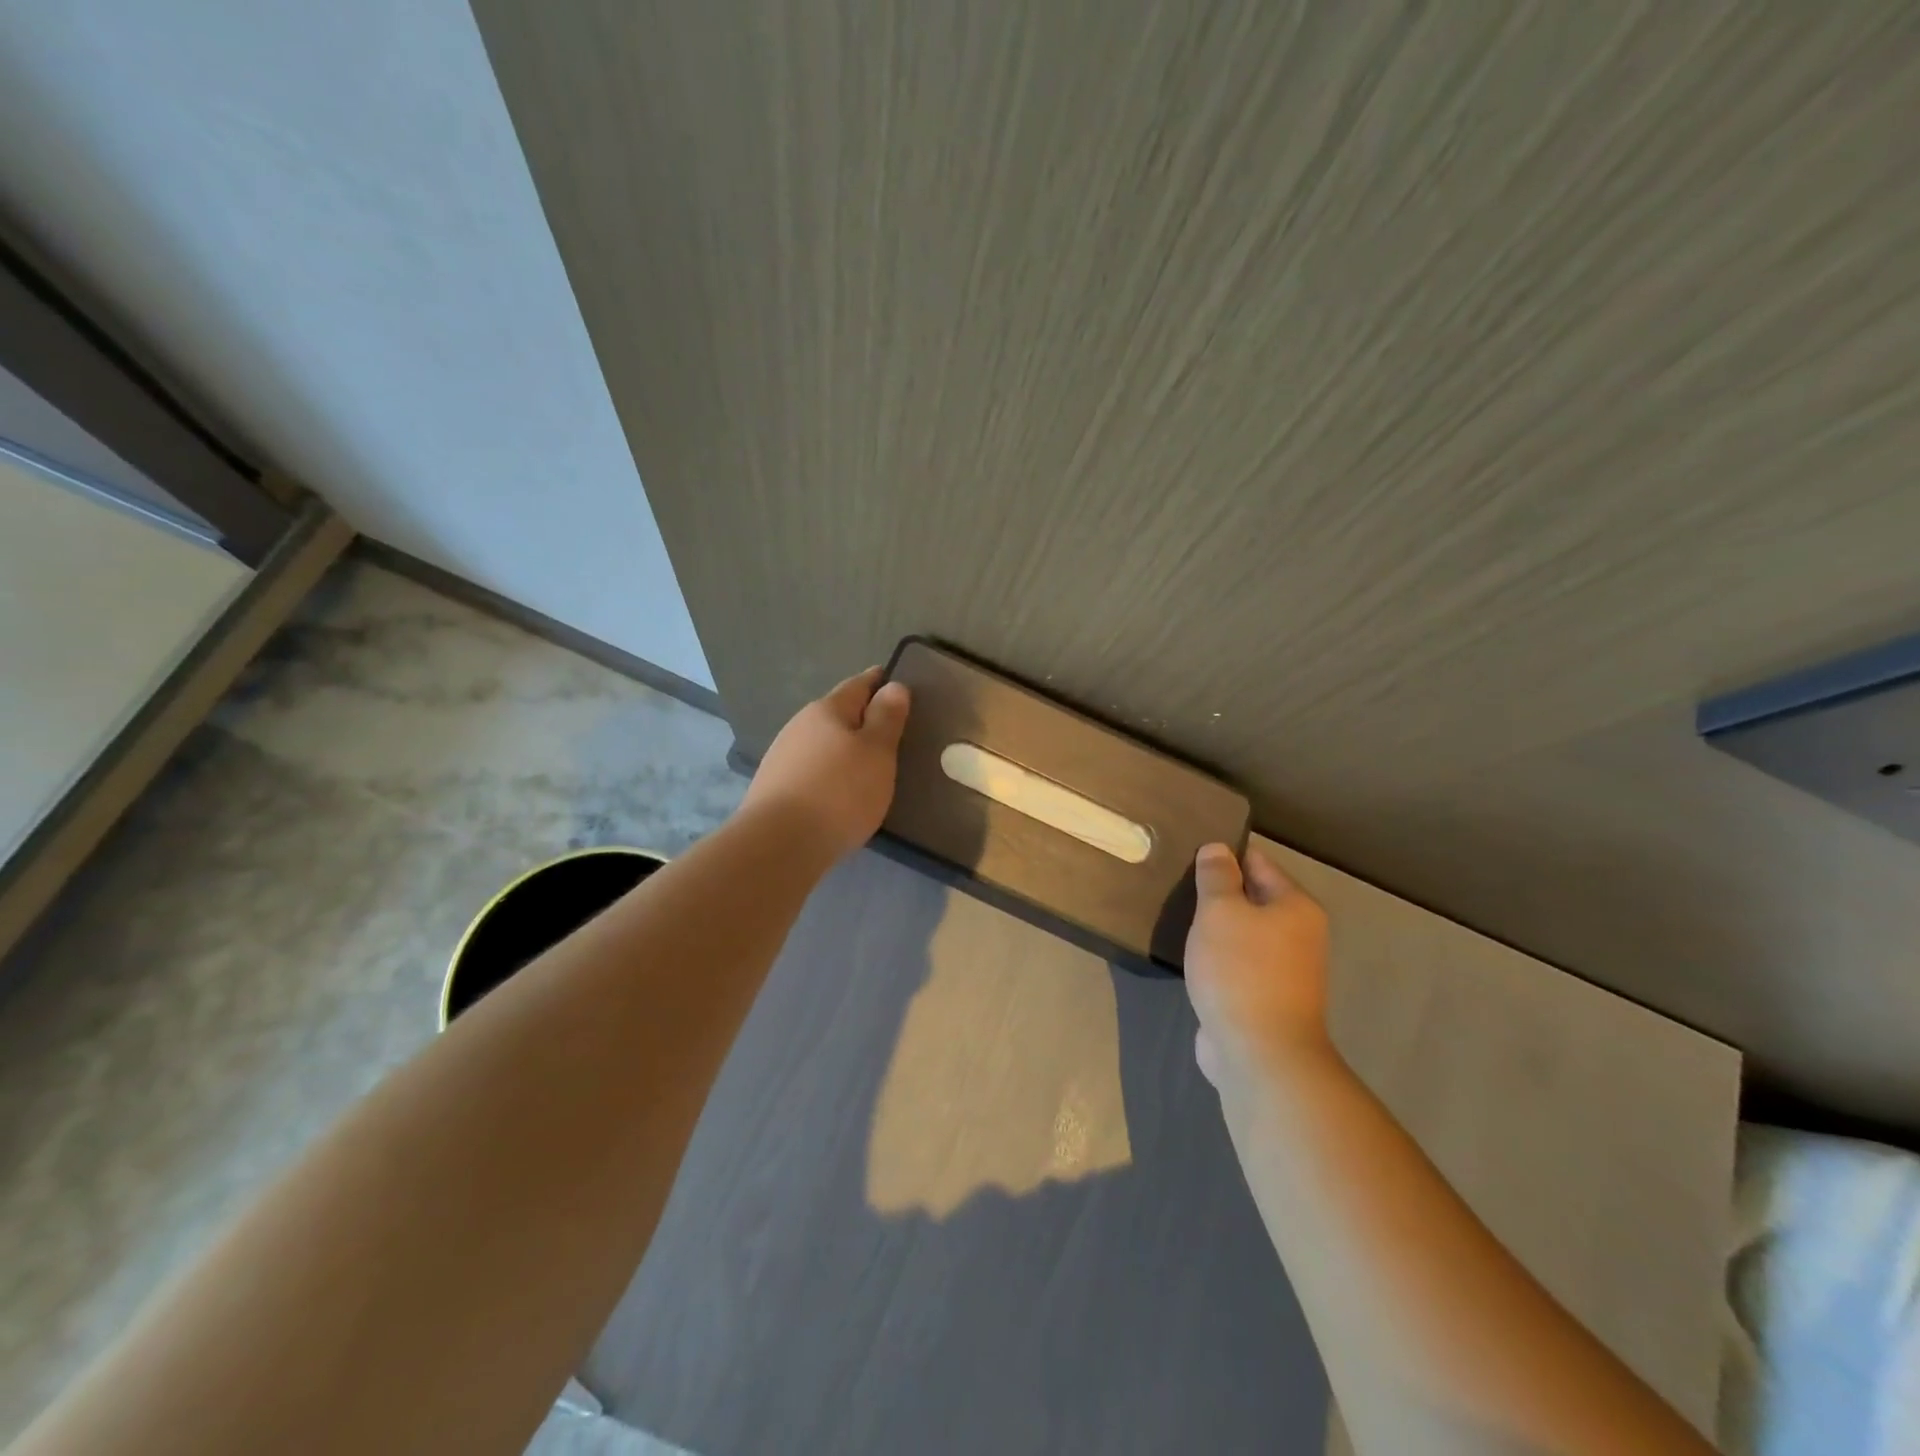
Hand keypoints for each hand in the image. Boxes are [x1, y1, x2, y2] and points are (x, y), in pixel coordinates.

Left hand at [740, 667, 910, 859]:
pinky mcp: (775, 788)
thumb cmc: (839, 792)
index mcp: (826, 710)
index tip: (897, 682)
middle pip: (837, 714)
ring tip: (868, 765)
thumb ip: (887, 718)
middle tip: (890, 730)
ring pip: (822, 743)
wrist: (779, 844)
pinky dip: (830, 773)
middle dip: (862, 718)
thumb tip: (893, 686)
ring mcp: (782, 757)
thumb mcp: (877, 752)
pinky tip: (839, 791)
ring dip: (844, 748)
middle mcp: (799, 726)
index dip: (879, 681)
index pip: (858, 684)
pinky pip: (811, 770)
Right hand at [1184, 844, 1332, 1089]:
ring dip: (1215, 927)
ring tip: (1177, 914)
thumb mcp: (1220, 911)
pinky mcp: (1264, 998)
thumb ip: (1216, 876)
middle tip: (1175, 881)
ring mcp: (1284, 971)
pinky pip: (1236, 964)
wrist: (1259, 1053)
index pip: (1258, 863)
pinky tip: (1190, 955)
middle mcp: (1298, 935)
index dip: (1224, 854)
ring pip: (1243, 934)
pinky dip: (1216, 957)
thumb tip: (1217, 848)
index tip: (1189, 849)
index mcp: (1296, 907)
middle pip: (1252, 898)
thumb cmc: (1241, 970)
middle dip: (1218, 892)